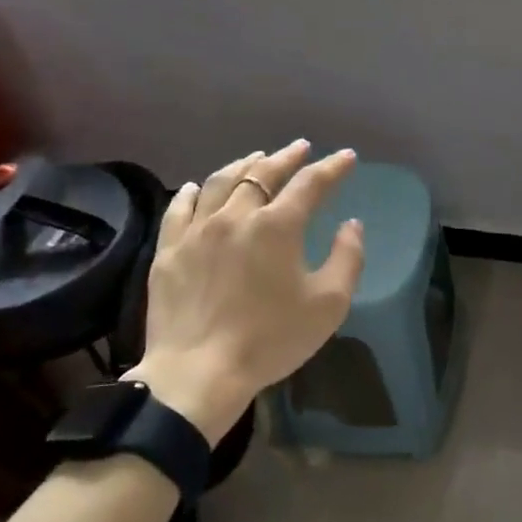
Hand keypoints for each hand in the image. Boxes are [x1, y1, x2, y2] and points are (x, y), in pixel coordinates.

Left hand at [133, 141, 364, 443]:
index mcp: (277, 226)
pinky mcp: (169, 251)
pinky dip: (193, 192)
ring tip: (255, 158)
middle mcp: (236, 216)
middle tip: (300, 148)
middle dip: (286, 157)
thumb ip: (347, 259)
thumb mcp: (328, 305)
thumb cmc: (271, 339)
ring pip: (219, 182)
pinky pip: (179, 208)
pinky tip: (197, 186)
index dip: (332, 167)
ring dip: (243, 165)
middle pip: (262, 173)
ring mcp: (197, 231)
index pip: (310, 184)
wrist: (198, 373)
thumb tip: (351, 225)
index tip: (346, 157)